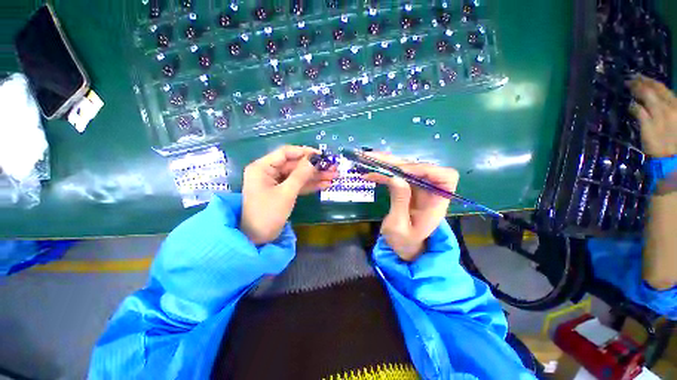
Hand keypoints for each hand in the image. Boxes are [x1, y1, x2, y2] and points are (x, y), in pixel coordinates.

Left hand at [242, 146, 336, 244]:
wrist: (258, 238)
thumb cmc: (268, 214)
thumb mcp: (286, 193)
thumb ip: (300, 175)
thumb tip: (314, 161)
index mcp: (263, 167)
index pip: (285, 153)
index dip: (304, 152)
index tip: (321, 155)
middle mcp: (269, 172)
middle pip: (295, 165)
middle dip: (314, 167)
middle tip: (332, 168)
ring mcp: (276, 182)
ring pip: (298, 175)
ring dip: (315, 176)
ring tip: (333, 176)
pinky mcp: (282, 191)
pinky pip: (297, 185)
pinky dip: (310, 185)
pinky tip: (325, 184)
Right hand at [362, 153, 459, 260]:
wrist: (403, 247)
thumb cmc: (404, 242)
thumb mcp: (399, 227)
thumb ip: (400, 202)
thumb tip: (396, 177)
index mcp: (436, 203)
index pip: (446, 177)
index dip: (426, 170)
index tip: (403, 172)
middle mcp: (429, 191)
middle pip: (420, 168)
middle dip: (397, 162)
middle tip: (375, 158)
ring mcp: (417, 188)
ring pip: (405, 169)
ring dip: (386, 163)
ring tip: (367, 158)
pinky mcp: (406, 188)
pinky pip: (395, 176)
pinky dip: (382, 173)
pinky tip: (368, 172)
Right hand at [628, 75, 676, 157]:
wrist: (674, 158)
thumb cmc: (658, 146)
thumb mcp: (647, 131)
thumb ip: (641, 115)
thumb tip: (632, 103)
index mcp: (661, 108)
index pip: (648, 91)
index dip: (638, 85)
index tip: (628, 81)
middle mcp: (670, 104)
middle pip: (658, 88)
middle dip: (646, 81)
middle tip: (635, 76)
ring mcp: (675, 108)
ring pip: (665, 90)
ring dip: (654, 84)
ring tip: (644, 80)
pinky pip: (669, 96)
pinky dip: (661, 91)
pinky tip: (656, 90)